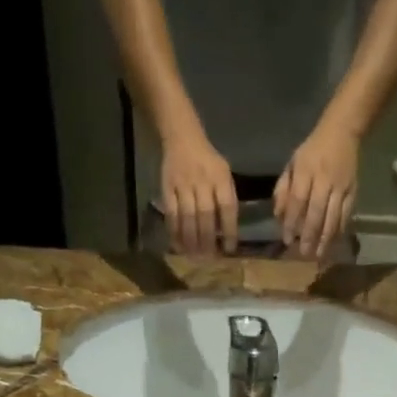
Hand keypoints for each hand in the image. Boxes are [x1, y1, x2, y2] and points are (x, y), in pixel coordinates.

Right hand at [160, 131, 238, 254]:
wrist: (182, 138)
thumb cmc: (208, 161)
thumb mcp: (224, 174)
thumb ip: (226, 199)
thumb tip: (227, 232)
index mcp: (220, 177)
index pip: (227, 207)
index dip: (229, 230)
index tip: (229, 249)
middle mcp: (202, 181)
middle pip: (205, 215)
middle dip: (207, 240)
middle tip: (209, 259)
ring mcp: (183, 185)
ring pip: (187, 217)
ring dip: (191, 240)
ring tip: (194, 257)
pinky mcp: (167, 189)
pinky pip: (171, 214)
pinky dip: (174, 232)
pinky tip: (178, 246)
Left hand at [275, 119, 358, 258]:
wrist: (343, 131)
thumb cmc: (312, 151)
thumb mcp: (292, 164)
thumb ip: (283, 189)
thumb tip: (278, 216)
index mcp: (306, 171)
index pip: (297, 200)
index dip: (291, 221)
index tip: (287, 239)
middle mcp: (324, 179)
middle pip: (316, 212)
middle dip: (309, 235)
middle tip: (304, 254)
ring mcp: (341, 186)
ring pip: (333, 216)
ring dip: (325, 238)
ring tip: (319, 255)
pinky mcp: (353, 190)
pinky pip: (346, 214)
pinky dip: (340, 230)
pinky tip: (334, 242)